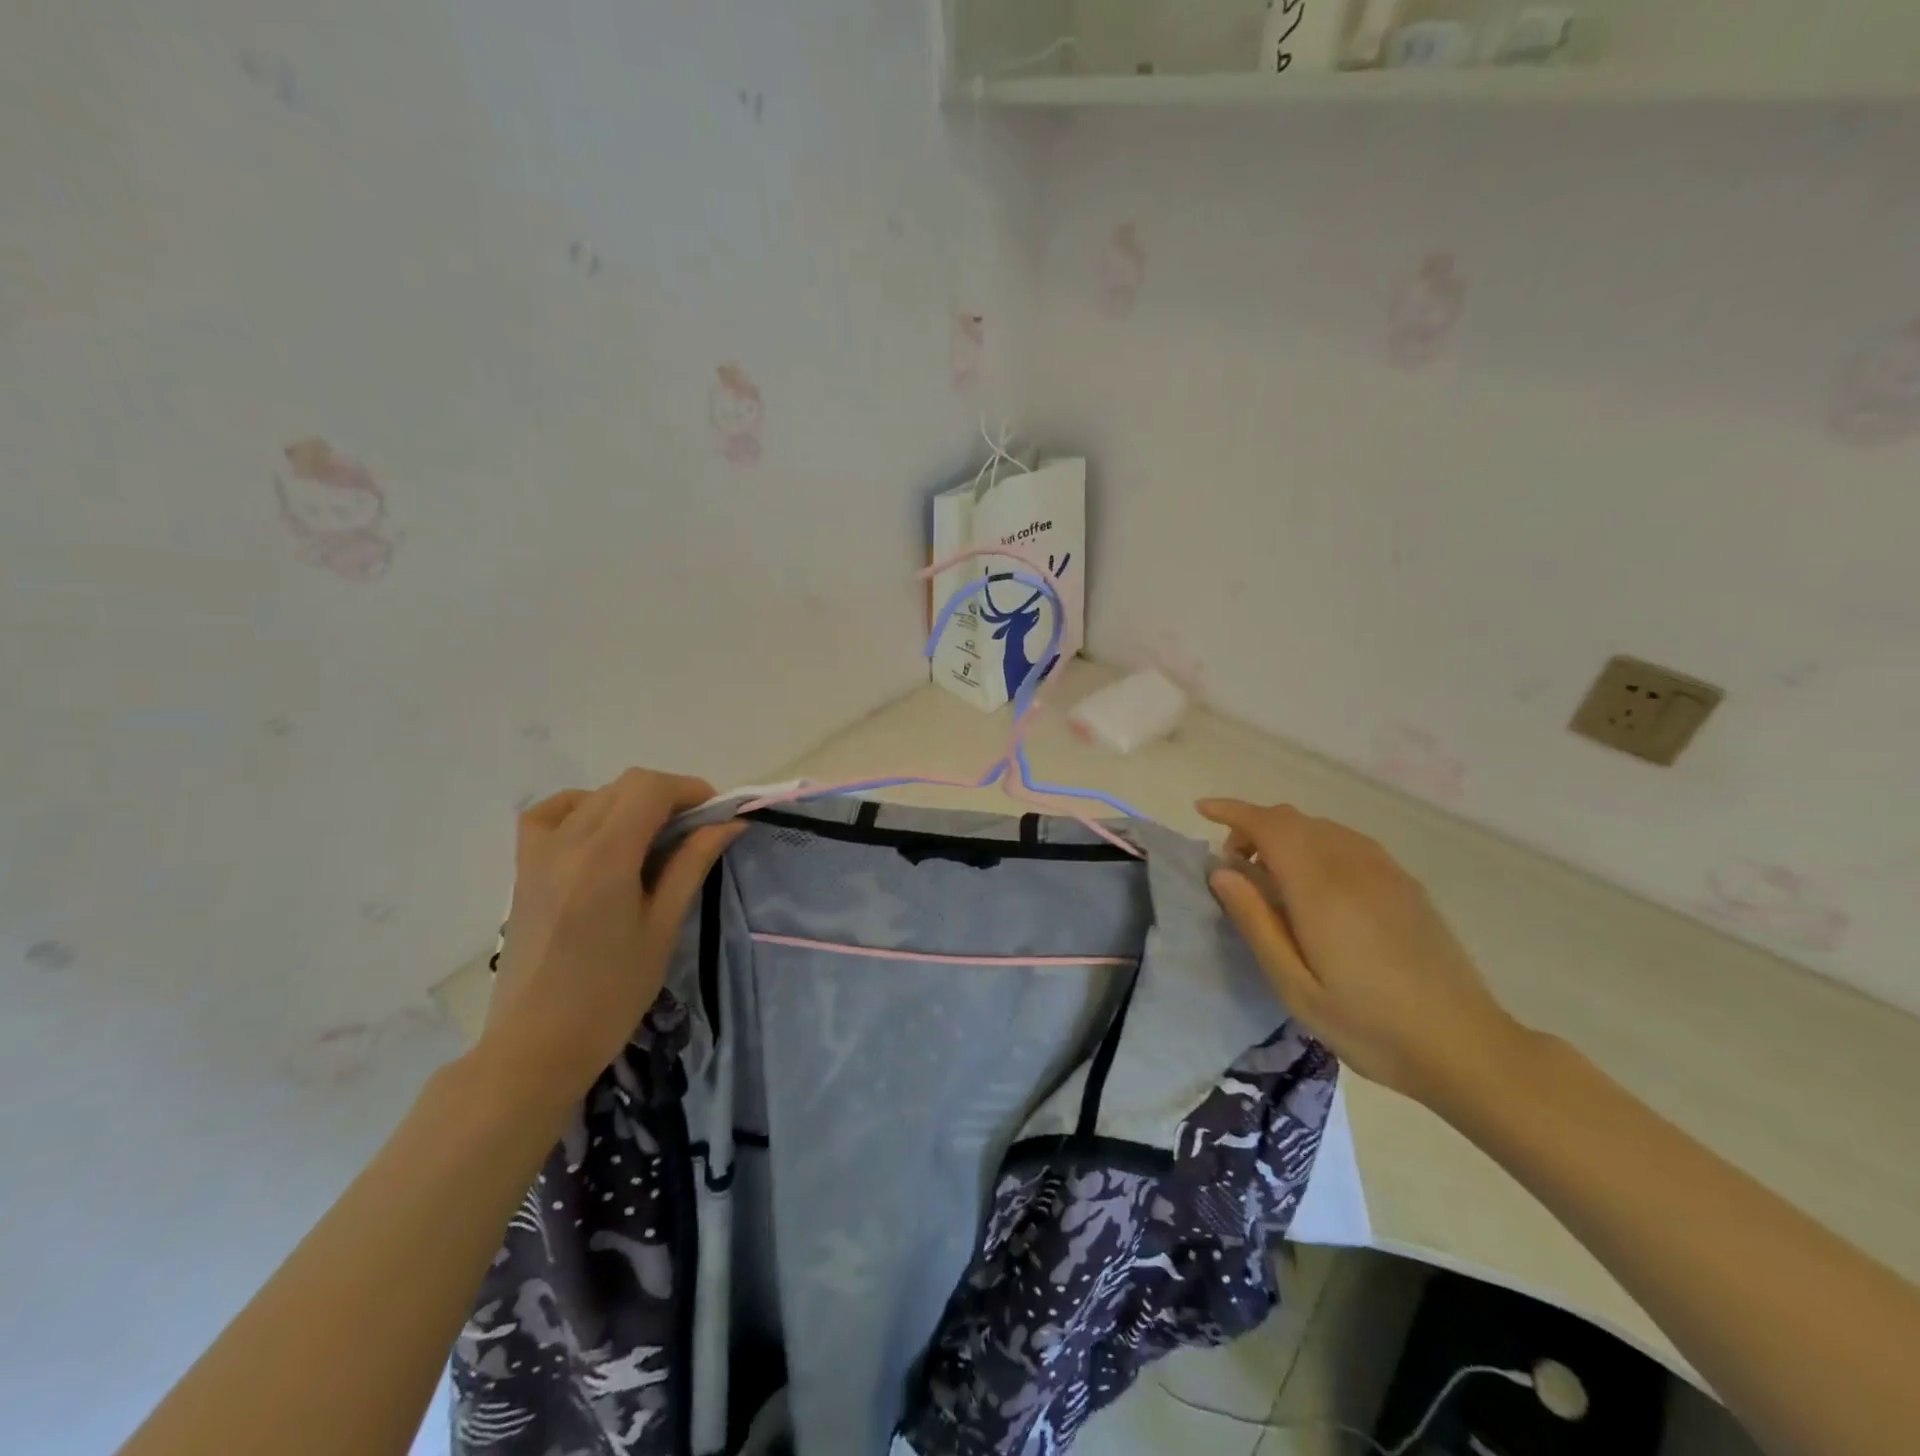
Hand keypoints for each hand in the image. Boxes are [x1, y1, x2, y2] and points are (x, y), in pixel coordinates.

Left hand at [476, 770, 744, 1112]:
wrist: (536, 1045)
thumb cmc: (610, 994)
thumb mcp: (662, 928)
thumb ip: (691, 865)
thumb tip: (727, 824)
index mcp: (605, 857)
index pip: (650, 788)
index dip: (690, 790)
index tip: (716, 815)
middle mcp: (567, 843)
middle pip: (625, 786)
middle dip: (668, 796)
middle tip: (696, 832)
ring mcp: (538, 853)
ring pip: (594, 796)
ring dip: (632, 802)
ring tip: (654, 838)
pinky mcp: (523, 869)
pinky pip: (550, 814)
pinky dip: (583, 808)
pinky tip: (601, 833)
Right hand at [1198, 798, 1526, 1106]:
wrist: (1465, 1046)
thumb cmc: (1368, 1025)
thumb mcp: (1294, 986)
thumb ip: (1256, 923)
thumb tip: (1222, 872)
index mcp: (1321, 889)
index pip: (1269, 825)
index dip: (1233, 811)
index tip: (1203, 809)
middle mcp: (1353, 866)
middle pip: (1294, 820)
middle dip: (1254, 826)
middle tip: (1234, 867)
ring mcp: (1385, 872)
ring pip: (1322, 827)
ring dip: (1286, 834)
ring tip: (1271, 876)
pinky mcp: (1405, 884)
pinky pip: (1349, 841)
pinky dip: (1317, 843)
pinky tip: (1316, 883)